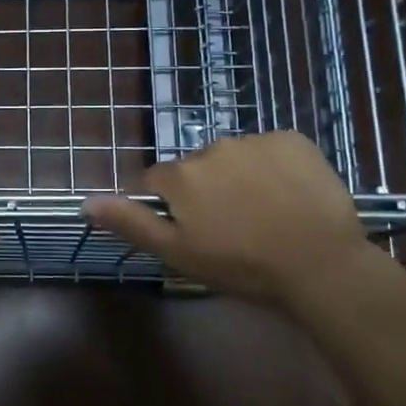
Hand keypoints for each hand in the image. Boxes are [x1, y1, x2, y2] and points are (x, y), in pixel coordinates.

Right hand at [81, 133, 368, 301]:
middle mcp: (211, 147)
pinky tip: (289, 196)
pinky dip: (274, 168)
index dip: (169, 206)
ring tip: (266, 214)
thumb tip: (85, 201)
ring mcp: (255, 140)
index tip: (190, 230)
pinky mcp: (293, 140)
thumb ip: (131, 222)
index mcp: (181, 175)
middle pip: (197, 168)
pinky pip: (272, 149)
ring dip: (240, 178)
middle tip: (232, 228)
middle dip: (206, 191)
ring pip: (234, 157)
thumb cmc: (241, 265)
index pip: (156, 181)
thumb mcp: (178, 253)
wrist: (320, 264)